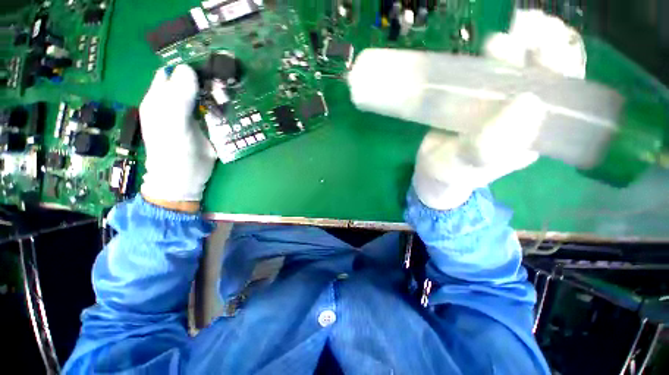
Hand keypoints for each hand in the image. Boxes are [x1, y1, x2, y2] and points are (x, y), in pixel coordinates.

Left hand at [139, 65, 216, 211]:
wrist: (185, 180)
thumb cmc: (174, 154)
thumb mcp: (173, 126)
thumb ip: (178, 98)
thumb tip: (188, 69)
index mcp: (160, 100)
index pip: (172, 72)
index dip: (188, 67)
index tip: (209, 68)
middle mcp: (174, 104)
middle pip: (191, 83)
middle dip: (207, 81)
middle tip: (223, 86)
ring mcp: (191, 116)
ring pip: (205, 96)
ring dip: (217, 95)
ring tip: (229, 98)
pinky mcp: (205, 127)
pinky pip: (214, 111)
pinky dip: (222, 108)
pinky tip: (230, 110)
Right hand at [413, 10, 583, 209]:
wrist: (430, 171)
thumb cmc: (450, 172)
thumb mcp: (467, 164)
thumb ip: (490, 145)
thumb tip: (529, 102)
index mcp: (532, 134)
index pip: (562, 97)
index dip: (561, 69)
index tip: (546, 49)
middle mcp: (521, 116)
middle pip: (544, 75)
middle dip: (541, 48)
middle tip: (526, 29)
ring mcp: (498, 105)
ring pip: (518, 69)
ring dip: (519, 46)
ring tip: (509, 33)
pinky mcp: (476, 99)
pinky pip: (492, 74)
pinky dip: (495, 56)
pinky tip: (491, 44)